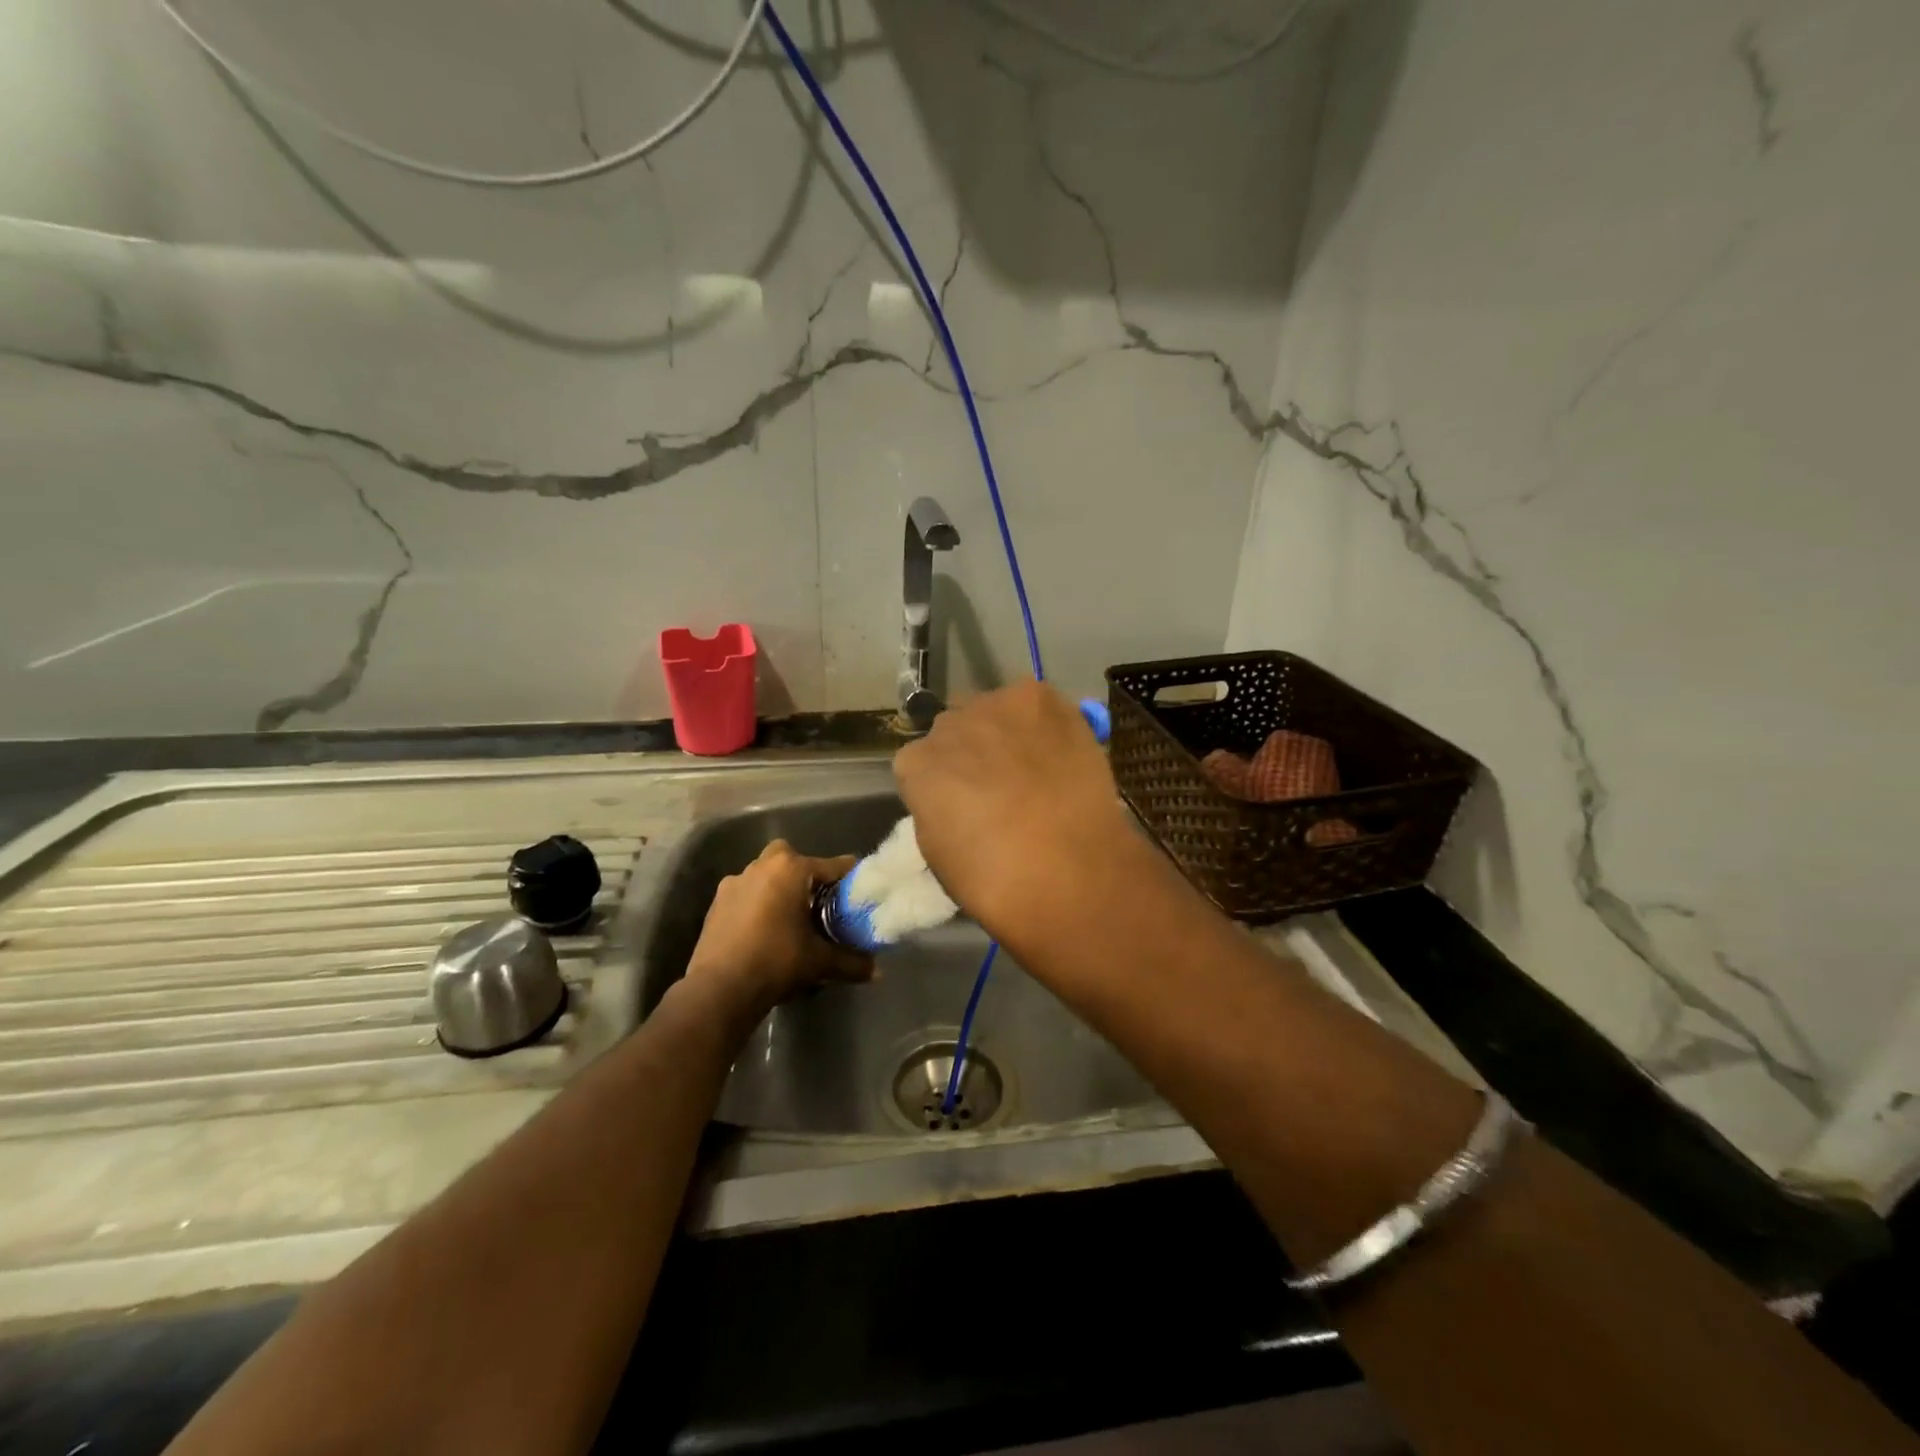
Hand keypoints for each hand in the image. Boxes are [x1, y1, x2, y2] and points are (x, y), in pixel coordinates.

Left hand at [684, 840, 873, 1024]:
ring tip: (789, 918)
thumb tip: (877, 971)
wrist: (720, 989)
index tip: (859, 892)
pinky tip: (763, 930)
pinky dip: (756, 904)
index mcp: (791, 870)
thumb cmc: (776, 962)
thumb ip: (851, 962)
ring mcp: (734, 883)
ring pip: (764, 874)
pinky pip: (745, 894)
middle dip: (805, 874)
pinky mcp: (716, 903)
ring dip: (778, 888)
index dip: (849, 878)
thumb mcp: (820, 962)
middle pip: (792, 858)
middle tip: (817, 902)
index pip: (833, 865)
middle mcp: (762, 867)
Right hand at [892, 681, 1132, 940]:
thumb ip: (937, 808)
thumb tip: (955, 797)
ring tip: (1035, 766)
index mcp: (915, 764)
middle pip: (955, 729)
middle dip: (971, 751)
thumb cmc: (996, 882)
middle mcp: (948, 724)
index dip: (943, 783)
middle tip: (1000, 784)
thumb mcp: (939, 853)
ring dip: (1006, 732)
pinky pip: (1035, 704)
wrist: (1068, 870)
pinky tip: (1058, 751)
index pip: (919, 761)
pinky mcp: (1040, 698)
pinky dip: (1043, 723)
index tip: (963, 804)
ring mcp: (996, 706)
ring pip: (994, 711)